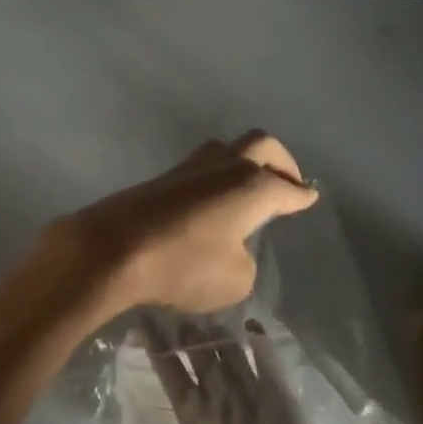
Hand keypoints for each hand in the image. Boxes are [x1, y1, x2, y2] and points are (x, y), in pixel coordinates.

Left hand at [49, 133, 318, 316]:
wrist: (113, 247)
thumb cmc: (183, 264)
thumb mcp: (234, 279)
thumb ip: (244, 259)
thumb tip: (233, 246)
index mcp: (252, 186)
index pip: (286, 188)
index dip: (300, 195)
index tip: (309, 195)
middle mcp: (224, 166)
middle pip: (260, 144)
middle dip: (280, 161)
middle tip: (288, 182)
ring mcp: (189, 168)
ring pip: (226, 149)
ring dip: (243, 163)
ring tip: (250, 187)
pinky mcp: (161, 178)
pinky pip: (201, 168)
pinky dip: (217, 178)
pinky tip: (214, 200)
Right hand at [140, 315, 342, 423]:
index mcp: (194, 412)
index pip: (168, 371)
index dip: (154, 345)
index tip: (142, 324)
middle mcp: (215, 389)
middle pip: (195, 348)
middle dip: (185, 330)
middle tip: (177, 316)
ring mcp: (245, 380)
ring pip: (225, 345)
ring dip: (214, 331)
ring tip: (207, 320)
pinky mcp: (271, 381)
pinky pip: (261, 352)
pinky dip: (257, 338)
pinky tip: (252, 326)